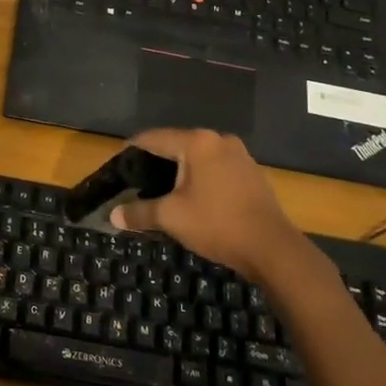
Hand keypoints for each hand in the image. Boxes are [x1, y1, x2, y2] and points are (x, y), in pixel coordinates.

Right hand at [110, 129, 304, 282]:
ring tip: (161, 190)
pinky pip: (215, 168)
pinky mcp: (251, 172)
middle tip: (136, 180)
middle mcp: (219, 140)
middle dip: (156, 161)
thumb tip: (113, 216)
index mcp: (197, 143)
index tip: (117, 164)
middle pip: (177, 144)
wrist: (273, 248)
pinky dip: (200, 177)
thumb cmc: (217, 225)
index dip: (131, 149)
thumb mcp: (171, 218)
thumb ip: (139, 212)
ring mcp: (239, 155)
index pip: (153, 137)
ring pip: (198, 157)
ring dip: (180, 170)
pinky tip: (193, 197)